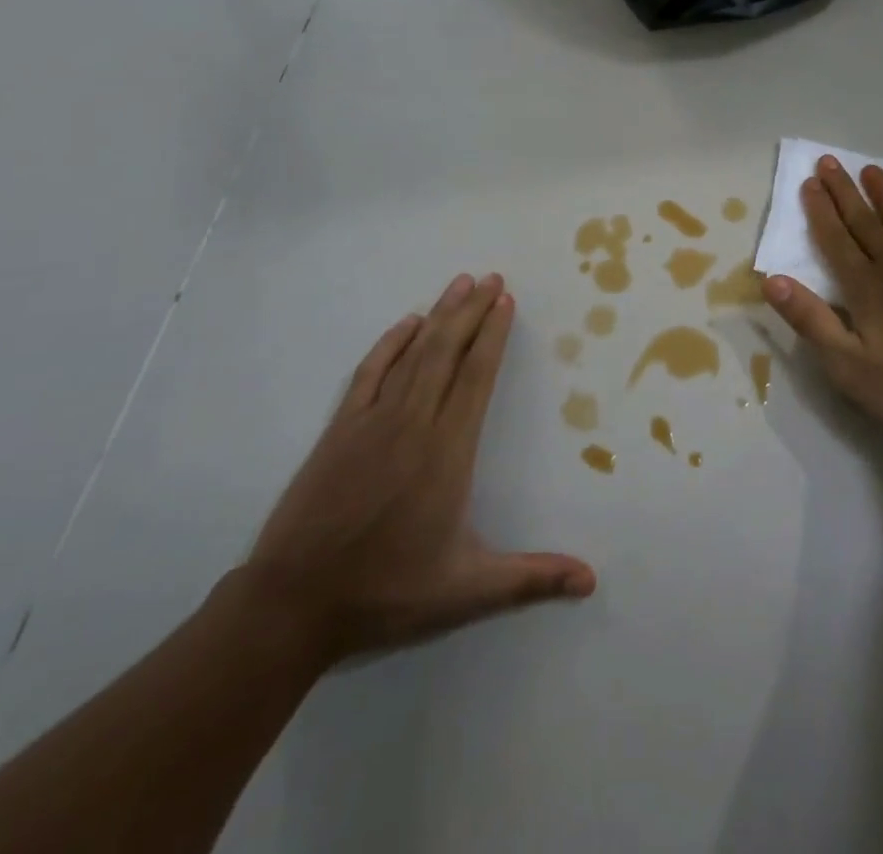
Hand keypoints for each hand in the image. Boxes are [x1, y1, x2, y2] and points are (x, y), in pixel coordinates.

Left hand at [243, 273, 594, 666]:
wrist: (292, 604)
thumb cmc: (386, 591)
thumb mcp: (466, 591)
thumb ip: (530, 579)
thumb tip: (590, 580)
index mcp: (447, 452)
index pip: (476, 377)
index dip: (493, 336)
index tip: (505, 301)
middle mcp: (413, 423)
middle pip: (447, 352)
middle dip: (472, 310)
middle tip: (492, 277)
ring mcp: (372, 421)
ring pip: (413, 354)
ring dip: (439, 316)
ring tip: (459, 284)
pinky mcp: (340, 429)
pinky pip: (370, 372)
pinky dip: (390, 343)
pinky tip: (405, 324)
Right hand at [761, 157, 882, 443]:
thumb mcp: (850, 366)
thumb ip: (811, 320)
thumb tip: (772, 280)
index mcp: (865, 287)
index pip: (835, 240)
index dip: (820, 211)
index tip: (809, 181)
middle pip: (864, 222)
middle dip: (844, 191)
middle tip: (830, 161)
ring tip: (870, 169)